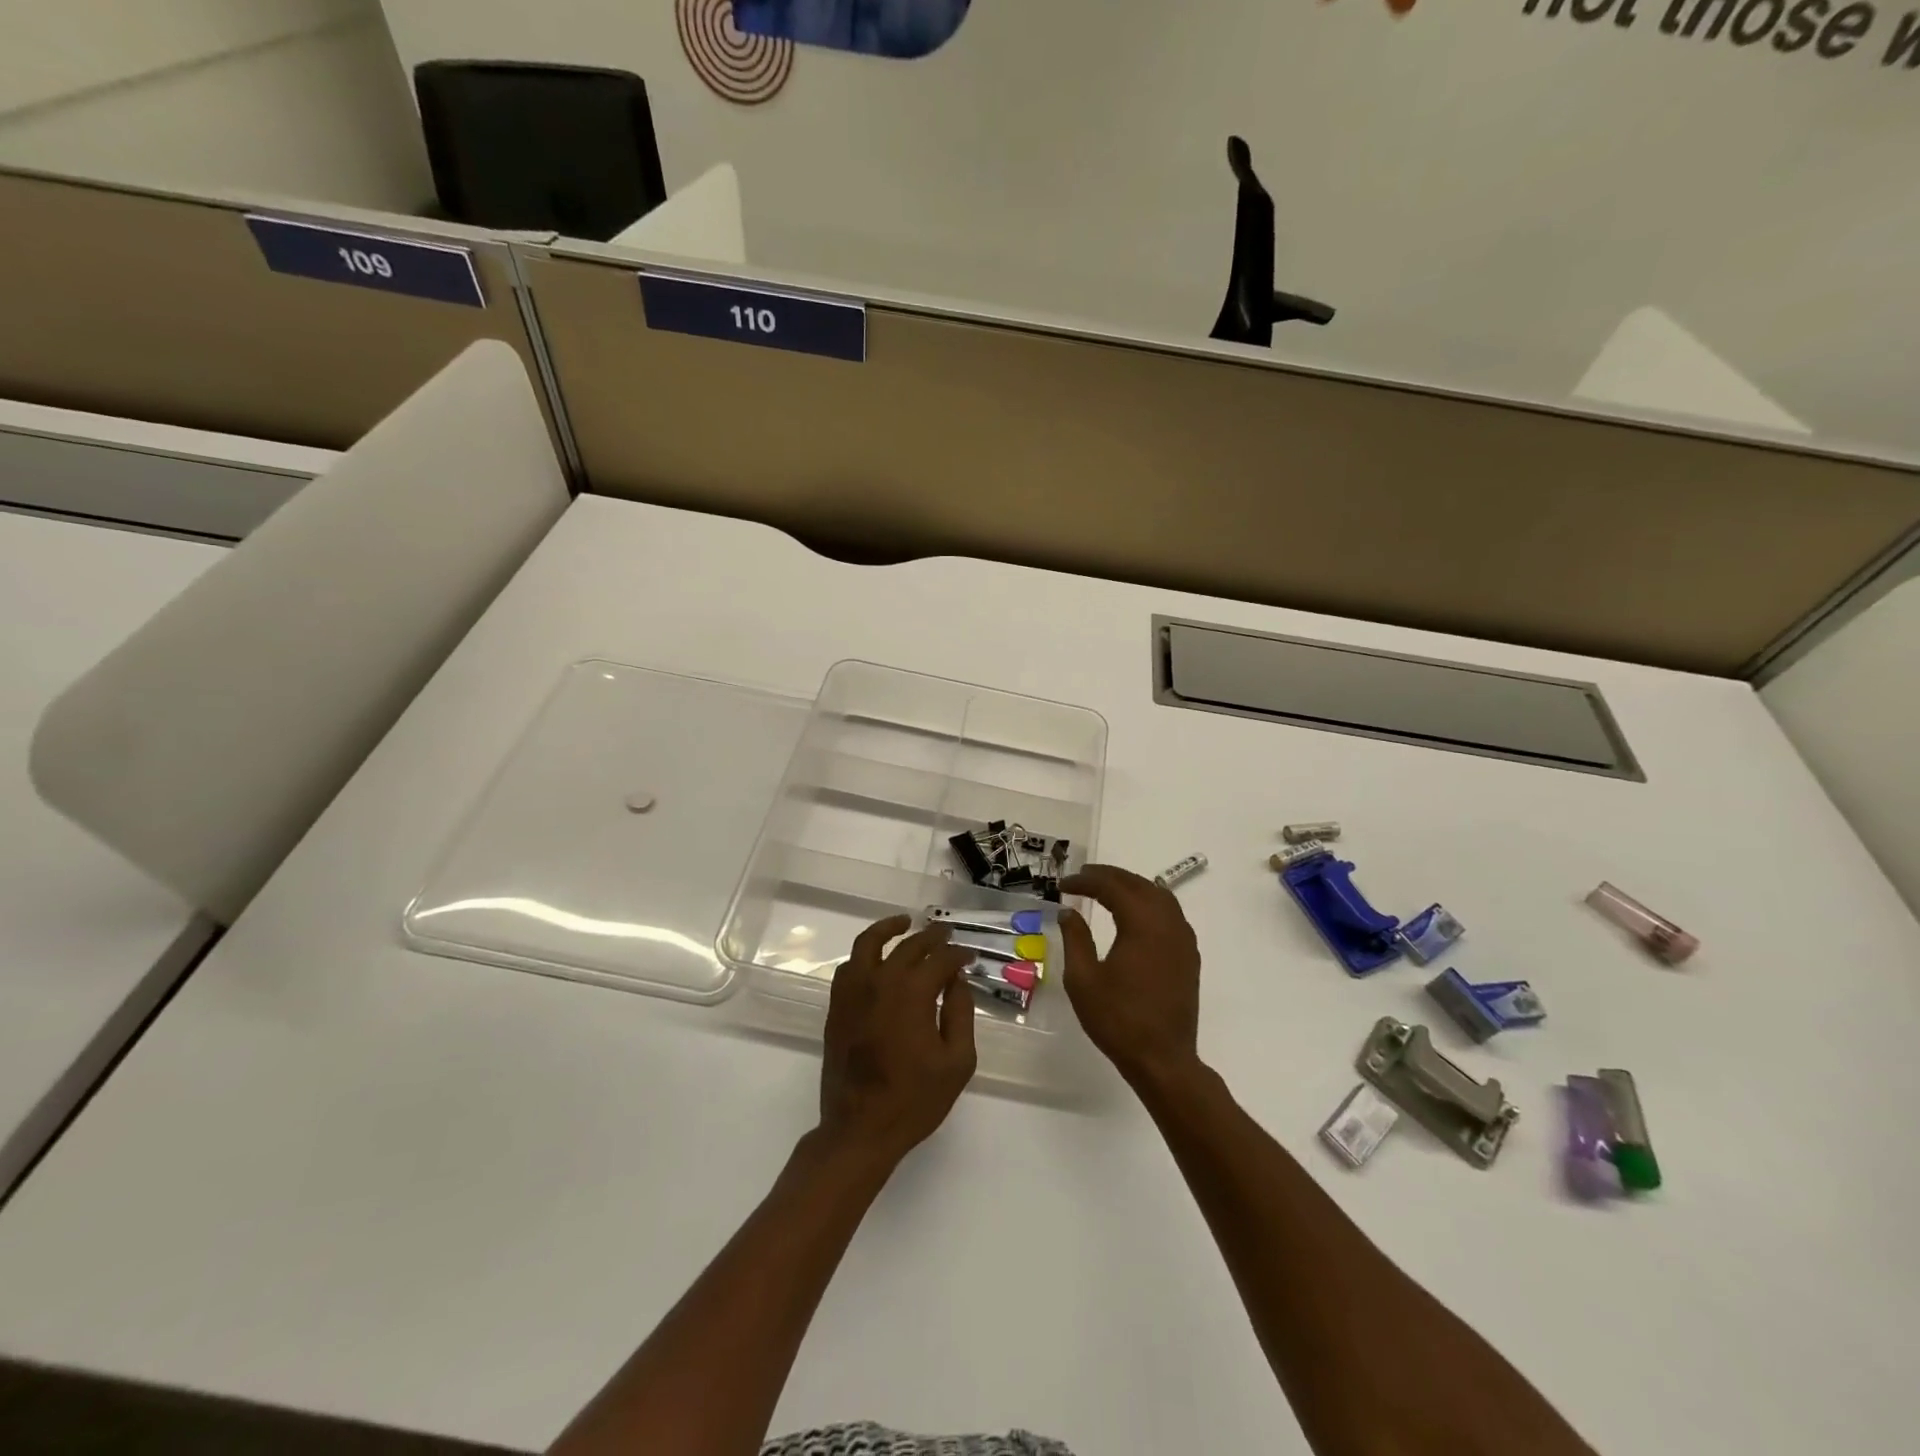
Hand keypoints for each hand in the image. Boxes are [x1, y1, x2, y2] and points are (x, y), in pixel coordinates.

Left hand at [818, 916, 976, 1169]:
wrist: (860, 1129)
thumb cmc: (914, 1099)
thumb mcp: (956, 1061)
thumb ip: (960, 1014)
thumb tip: (957, 981)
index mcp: (912, 993)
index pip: (940, 959)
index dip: (958, 954)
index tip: (970, 957)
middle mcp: (880, 982)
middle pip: (908, 945)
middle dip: (931, 937)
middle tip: (946, 936)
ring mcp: (853, 992)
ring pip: (868, 943)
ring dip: (888, 929)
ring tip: (904, 923)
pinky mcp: (837, 1006)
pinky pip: (849, 967)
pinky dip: (864, 954)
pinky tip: (876, 959)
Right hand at [1060, 865, 1202, 1087]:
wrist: (1163, 1059)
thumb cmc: (1118, 1020)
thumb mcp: (1083, 979)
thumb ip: (1075, 939)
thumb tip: (1069, 912)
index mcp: (1142, 924)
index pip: (1112, 887)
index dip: (1085, 881)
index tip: (1062, 885)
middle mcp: (1167, 923)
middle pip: (1139, 884)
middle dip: (1109, 876)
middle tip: (1082, 877)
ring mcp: (1183, 939)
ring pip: (1159, 896)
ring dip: (1132, 886)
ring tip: (1106, 889)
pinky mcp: (1189, 956)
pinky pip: (1170, 914)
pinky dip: (1149, 903)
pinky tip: (1134, 914)